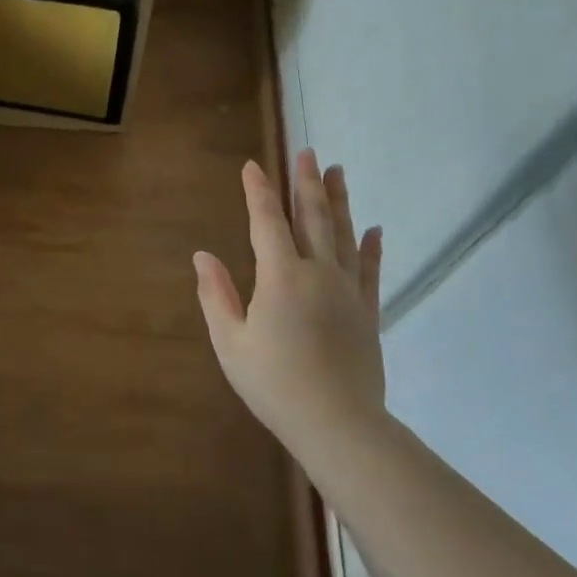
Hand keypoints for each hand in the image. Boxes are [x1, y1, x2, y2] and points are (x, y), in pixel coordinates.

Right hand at [194, 152, 386, 453]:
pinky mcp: (368, 312)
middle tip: (308, 152)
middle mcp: (318, 274)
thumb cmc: (274, 384)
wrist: (338, 425)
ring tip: (338, 172)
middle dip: (306, 183)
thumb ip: (216, 296)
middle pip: (313, 218)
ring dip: (340, 201)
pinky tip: (374, 229)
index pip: (267, 223)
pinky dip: (372, 247)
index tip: (253, 167)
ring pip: (345, 235)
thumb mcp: (231, 343)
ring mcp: (348, 291)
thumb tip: (202, 256)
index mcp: (280, 278)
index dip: (259, 193)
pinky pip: (371, 270)